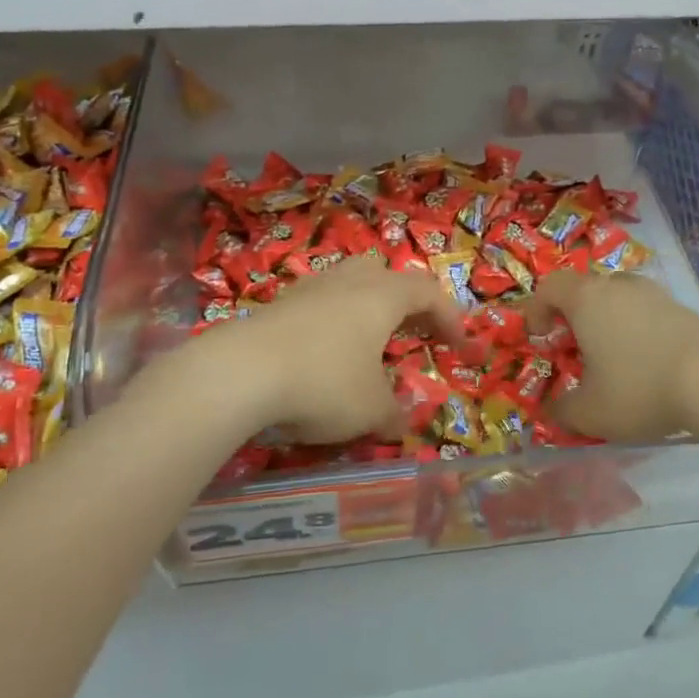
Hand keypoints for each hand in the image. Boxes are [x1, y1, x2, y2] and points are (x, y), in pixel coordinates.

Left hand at [200, 254, 465, 443]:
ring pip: (348, 285)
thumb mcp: (370, 409)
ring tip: (367, 345)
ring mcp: (308, 289)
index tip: (460, 346)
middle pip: (386, 275)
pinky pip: (318, 305)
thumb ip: (394, 413)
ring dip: (365, 310)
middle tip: (411, 331)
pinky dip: (331, 325)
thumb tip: (401, 422)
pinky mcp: (276, 305)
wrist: (238, 373)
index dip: (449, 317)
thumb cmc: (323, 382)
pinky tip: (323, 356)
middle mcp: (348, 282)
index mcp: (382, 296)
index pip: (428, 293)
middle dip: (404, 301)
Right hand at [525, 271, 698, 443]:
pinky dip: (641, 333)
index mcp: (587, 300)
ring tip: (615, 360)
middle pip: (588, 289)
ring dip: (611, 323)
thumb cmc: (639, 387)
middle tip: (576, 349)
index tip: (540, 339)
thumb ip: (563, 410)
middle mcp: (620, 288)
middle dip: (576, 317)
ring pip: (622, 299)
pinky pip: (651, 315)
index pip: (550, 286)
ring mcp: (657, 295)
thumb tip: (553, 411)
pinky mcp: (687, 311)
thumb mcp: (590, 412)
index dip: (537, 309)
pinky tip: (651, 367)